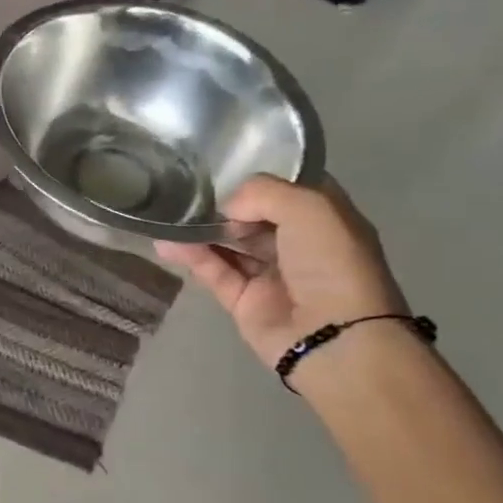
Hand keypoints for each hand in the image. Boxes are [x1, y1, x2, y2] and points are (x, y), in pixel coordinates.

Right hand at [153, 176, 407, 376]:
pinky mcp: (244, 300)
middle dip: (227, 203)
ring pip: (230, 243)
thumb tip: (226, 207)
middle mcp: (300, 245)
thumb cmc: (332, 265)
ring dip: (202, 229)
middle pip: (256, 216)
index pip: (292, 189)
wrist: (334, 339)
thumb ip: (263, 193)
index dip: (263, 177)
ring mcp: (271, 274)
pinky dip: (191, 256)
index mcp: (327, 221)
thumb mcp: (310, 209)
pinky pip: (213, 271)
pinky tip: (167, 242)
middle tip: (192, 191)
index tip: (226, 163)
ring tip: (169, 213)